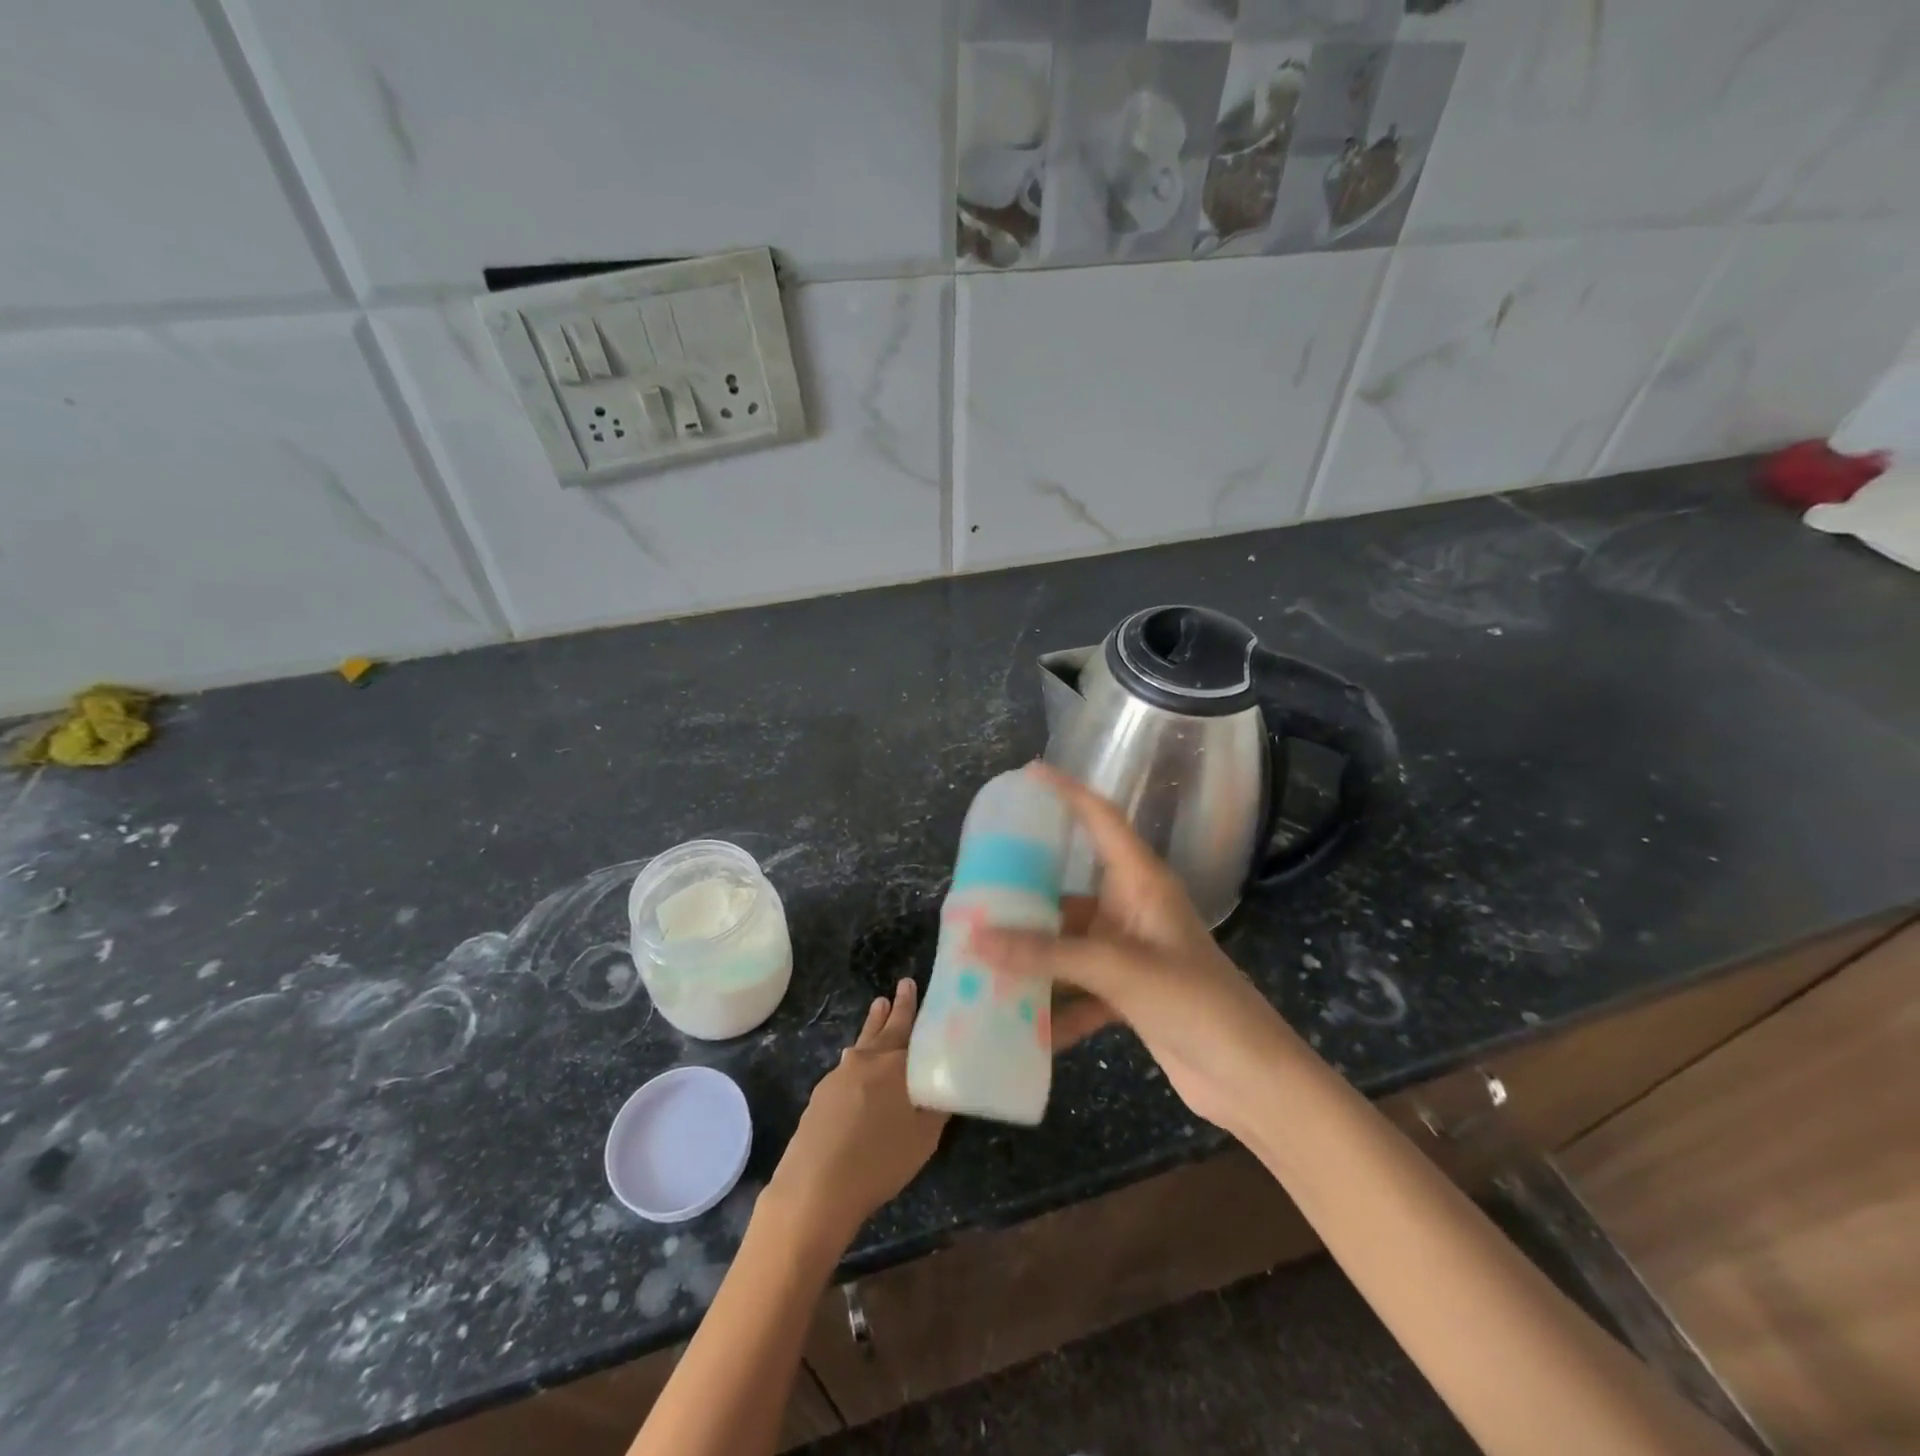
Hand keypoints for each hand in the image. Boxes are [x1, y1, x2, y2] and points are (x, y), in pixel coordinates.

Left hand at [766, 979, 947, 1250]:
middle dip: (896, 1006)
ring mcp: (839, 1074)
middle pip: (885, 1027)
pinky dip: (858, 1058)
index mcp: (896, 1064)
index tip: (914, 984)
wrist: (814, 1188)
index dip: (916, 1008)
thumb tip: (943, 1084)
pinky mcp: (821, 1094)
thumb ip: (936, 1106)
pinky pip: (847, 1066)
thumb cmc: (879, 1162)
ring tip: (879, 1007)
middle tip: (903, 984)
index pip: (911, 1028)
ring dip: (873, 1025)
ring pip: (863, 1042)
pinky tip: (858, 1065)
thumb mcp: (923, 1138)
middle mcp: (867, 1059)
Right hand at [976, 764, 1292, 1134]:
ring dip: (1033, 958)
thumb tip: (976, 939)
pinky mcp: (1129, 995)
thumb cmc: (1197, 1004)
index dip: (1068, 792)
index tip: (1028, 774)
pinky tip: (1019, 1028)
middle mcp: (1133, 911)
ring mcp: (1131, 955)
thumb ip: (1048, 954)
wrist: (1253, 1079)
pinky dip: (1055, 1008)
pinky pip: (1079, 991)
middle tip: (976, 892)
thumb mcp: (1120, 970)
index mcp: (1142, 883)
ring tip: (981, 960)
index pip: (1102, 820)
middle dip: (1026, 896)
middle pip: (1070, 891)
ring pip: (1068, 946)